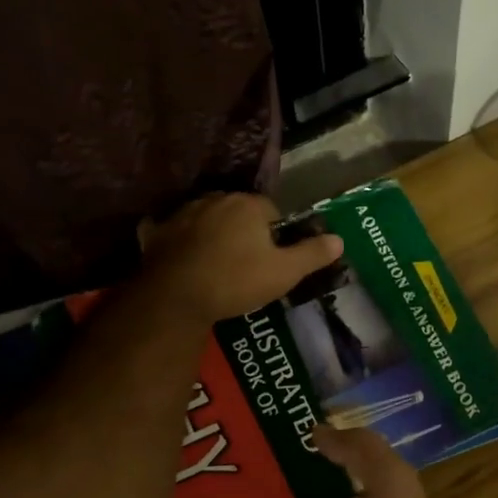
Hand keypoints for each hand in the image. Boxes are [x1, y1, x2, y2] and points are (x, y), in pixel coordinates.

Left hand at [141, 193, 342, 323]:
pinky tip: (182, 257)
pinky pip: (174, 230)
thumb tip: (339, 239)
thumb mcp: (285, 273)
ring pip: (208, 219)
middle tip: (248, 264)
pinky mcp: (157, 231)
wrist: (176, 297)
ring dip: (215, 234)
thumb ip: (313, 253)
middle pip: (239, 211)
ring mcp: (183, 213)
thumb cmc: (236, 281)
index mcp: (248, 205)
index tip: (274, 259)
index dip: (276, 235)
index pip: (271, 210)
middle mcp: (216, 199)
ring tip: (218, 264)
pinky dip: (179, 240)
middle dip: (245, 231)